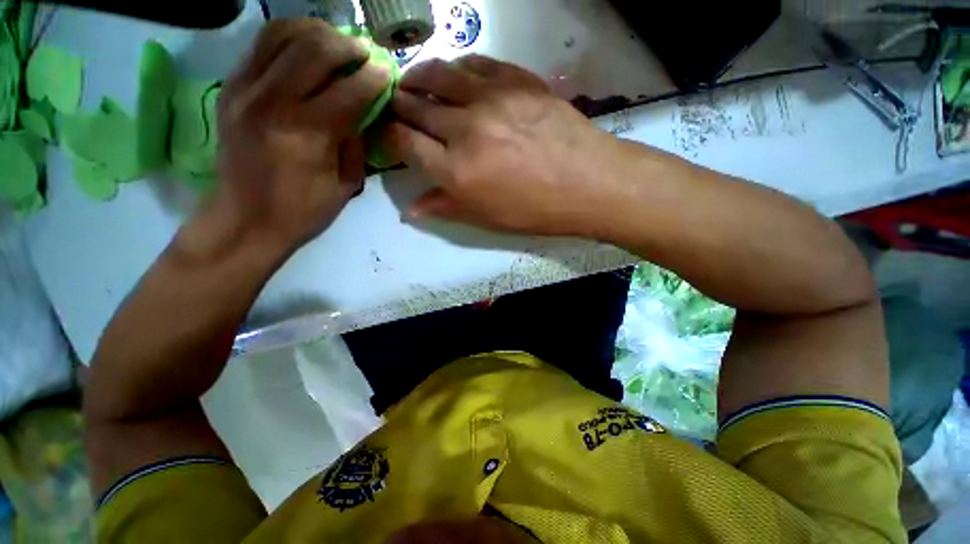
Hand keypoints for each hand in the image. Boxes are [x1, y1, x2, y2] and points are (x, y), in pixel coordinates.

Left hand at [202, 19, 389, 257]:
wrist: (244, 218)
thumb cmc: (302, 211)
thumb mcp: (346, 186)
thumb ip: (357, 145)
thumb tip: (365, 114)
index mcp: (307, 135)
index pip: (349, 91)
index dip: (374, 78)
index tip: (388, 74)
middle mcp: (273, 102)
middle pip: (315, 49)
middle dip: (348, 46)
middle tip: (365, 55)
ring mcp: (245, 89)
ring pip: (282, 34)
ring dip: (316, 32)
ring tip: (336, 44)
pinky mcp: (230, 87)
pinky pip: (260, 44)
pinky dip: (288, 37)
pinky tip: (306, 48)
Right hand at [382, 55, 624, 236]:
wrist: (588, 183)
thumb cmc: (536, 210)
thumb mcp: (488, 218)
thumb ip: (447, 207)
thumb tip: (412, 208)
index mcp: (456, 171)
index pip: (405, 143)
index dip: (390, 137)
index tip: (388, 135)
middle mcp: (465, 129)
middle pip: (415, 106)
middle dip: (398, 105)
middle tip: (395, 105)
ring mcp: (491, 98)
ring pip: (438, 74)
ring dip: (419, 77)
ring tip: (413, 83)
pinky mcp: (515, 79)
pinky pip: (475, 64)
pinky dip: (457, 68)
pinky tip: (455, 76)